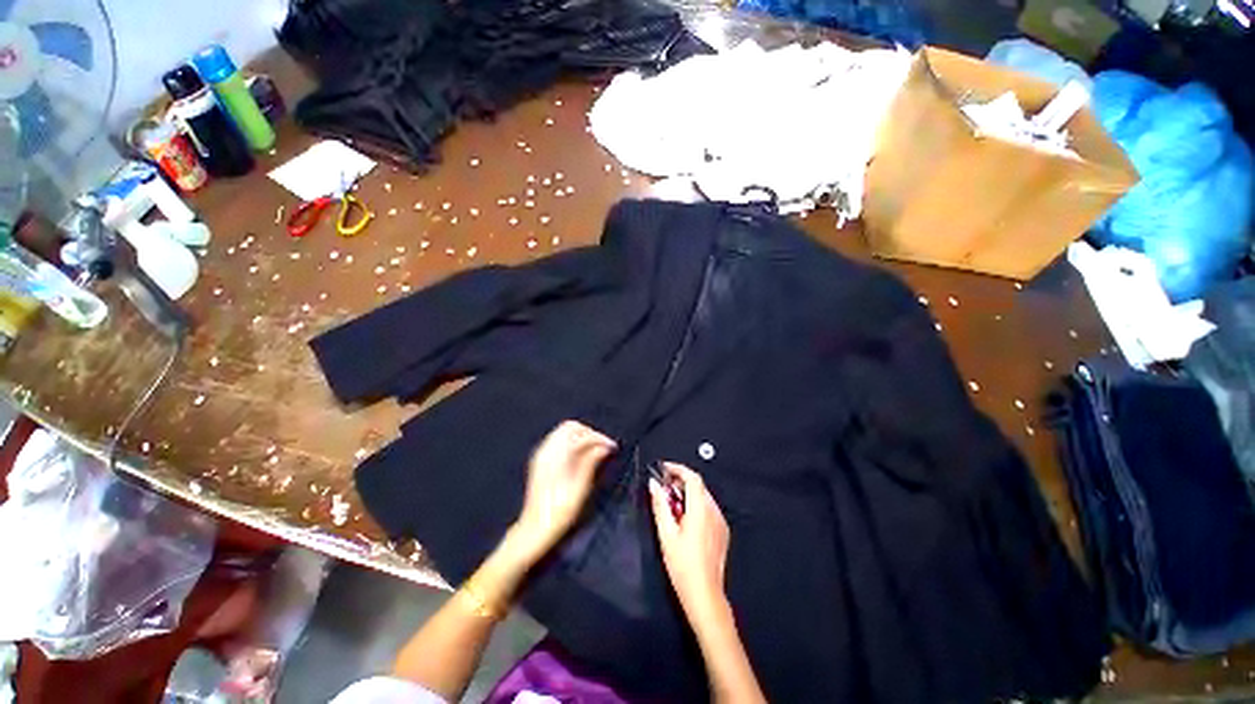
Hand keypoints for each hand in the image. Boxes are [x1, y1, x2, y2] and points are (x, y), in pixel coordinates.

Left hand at [511, 421, 615, 561]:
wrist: (535, 528)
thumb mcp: (581, 487)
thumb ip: (591, 462)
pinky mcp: (540, 461)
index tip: (612, 446)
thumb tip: (604, 447)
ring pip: (563, 432)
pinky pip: (557, 441)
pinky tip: (581, 456)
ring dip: (580, 437)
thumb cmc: (560, 511)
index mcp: (556, 455)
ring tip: (595, 450)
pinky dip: (571, 442)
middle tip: (603, 446)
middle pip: (570, 427)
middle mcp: (546, 450)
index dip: (599, 437)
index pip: (581, 434)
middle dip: (589, 433)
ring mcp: (541, 454)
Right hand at [649, 463, 730, 621]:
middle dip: (681, 481)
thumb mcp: (666, 534)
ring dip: (688, 493)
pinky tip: (685, 519)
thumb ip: (660, 505)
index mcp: (701, 509)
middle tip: (664, 487)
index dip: (677, 468)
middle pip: (699, 485)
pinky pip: (709, 509)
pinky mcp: (723, 531)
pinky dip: (696, 505)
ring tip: (672, 504)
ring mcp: (721, 521)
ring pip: (704, 497)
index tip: (663, 469)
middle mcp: (714, 511)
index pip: (692, 477)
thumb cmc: (682, 565)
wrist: (705, 595)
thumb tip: (653, 483)